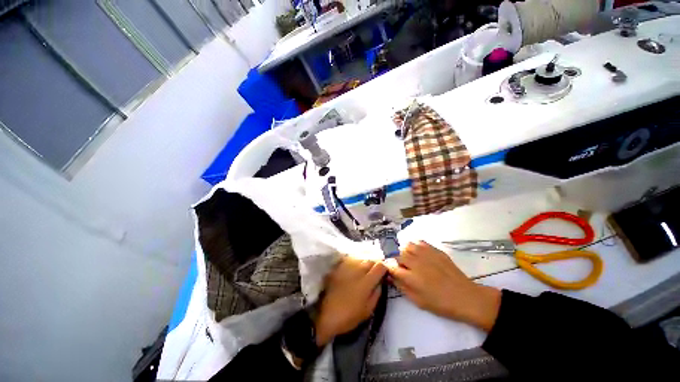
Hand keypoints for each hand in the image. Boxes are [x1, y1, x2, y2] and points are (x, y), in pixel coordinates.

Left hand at [315, 257, 386, 346]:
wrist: (325, 314)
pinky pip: (350, 259)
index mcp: (367, 281)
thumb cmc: (348, 316)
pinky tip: (353, 269)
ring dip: (365, 262)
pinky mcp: (338, 266)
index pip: (380, 266)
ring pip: (361, 258)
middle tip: (375, 272)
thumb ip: (377, 293)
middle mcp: (358, 269)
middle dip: (375, 264)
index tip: (384, 274)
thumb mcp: (368, 310)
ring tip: (364, 270)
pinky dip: (355, 262)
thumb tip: (380, 281)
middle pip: (371, 259)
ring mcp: (347, 266)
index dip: (384, 268)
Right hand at [387, 241, 501, 330]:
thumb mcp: (418, 301)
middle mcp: (416, 263)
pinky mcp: (435, 250)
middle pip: (398, 254)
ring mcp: (426, 254)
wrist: (465, 297)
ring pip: (408, 245)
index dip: (389, 267)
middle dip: (398, 260)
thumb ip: (401, 287)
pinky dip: (416, 246)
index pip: (392, 266)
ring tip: (411, 259)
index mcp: (411, 277)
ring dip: (406, 252)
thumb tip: (390, 277)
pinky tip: (419, 254)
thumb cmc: (440, 303)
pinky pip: (419, 242)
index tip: (390, 270)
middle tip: (403, 268)